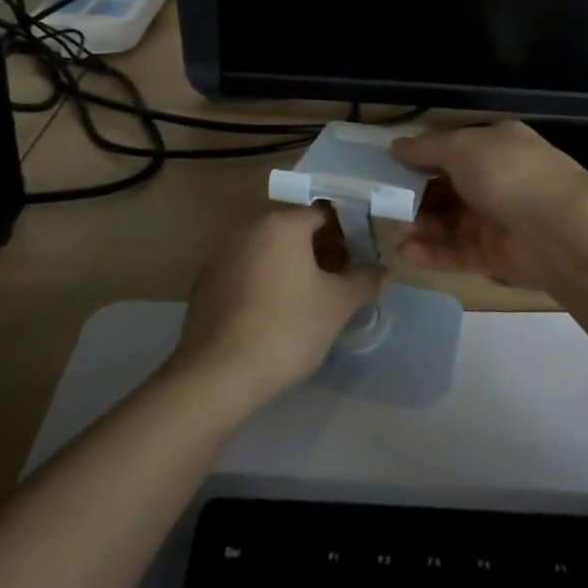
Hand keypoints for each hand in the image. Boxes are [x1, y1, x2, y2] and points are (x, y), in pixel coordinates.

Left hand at [171, 207, 385, 409]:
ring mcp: (221, 256)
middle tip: (338, 283)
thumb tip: (381, 272)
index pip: (323, 215)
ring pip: (267, 252)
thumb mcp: (338, 305)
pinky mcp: (205, 284)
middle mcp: (249, 229)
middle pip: (293, 231)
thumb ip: (364, 282)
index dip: (346, 235)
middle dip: (319, 252)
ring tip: (308, 303)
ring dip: (290, 268)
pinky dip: (264, 284)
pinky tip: (274, 317)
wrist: (219, 373)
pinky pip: (245, 273)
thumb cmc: (288, 328)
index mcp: (282, 224)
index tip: (358, 262)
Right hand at [390, 121, 587, 292]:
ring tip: (396, 227)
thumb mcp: (462, 147)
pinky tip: (406, 251)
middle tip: (385, 201)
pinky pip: (458, 251)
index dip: (421, 155)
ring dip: (422, 224)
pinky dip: (433, 252)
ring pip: (450, 221)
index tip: (388, 165)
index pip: (452, 147)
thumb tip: (395, 146)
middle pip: (448, 187)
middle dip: (417, 194)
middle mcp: (497, 178)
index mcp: (495, 144)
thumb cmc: (508, 174)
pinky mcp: (496, 255)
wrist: (560, 230)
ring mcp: (498, 217)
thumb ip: (425, 149)